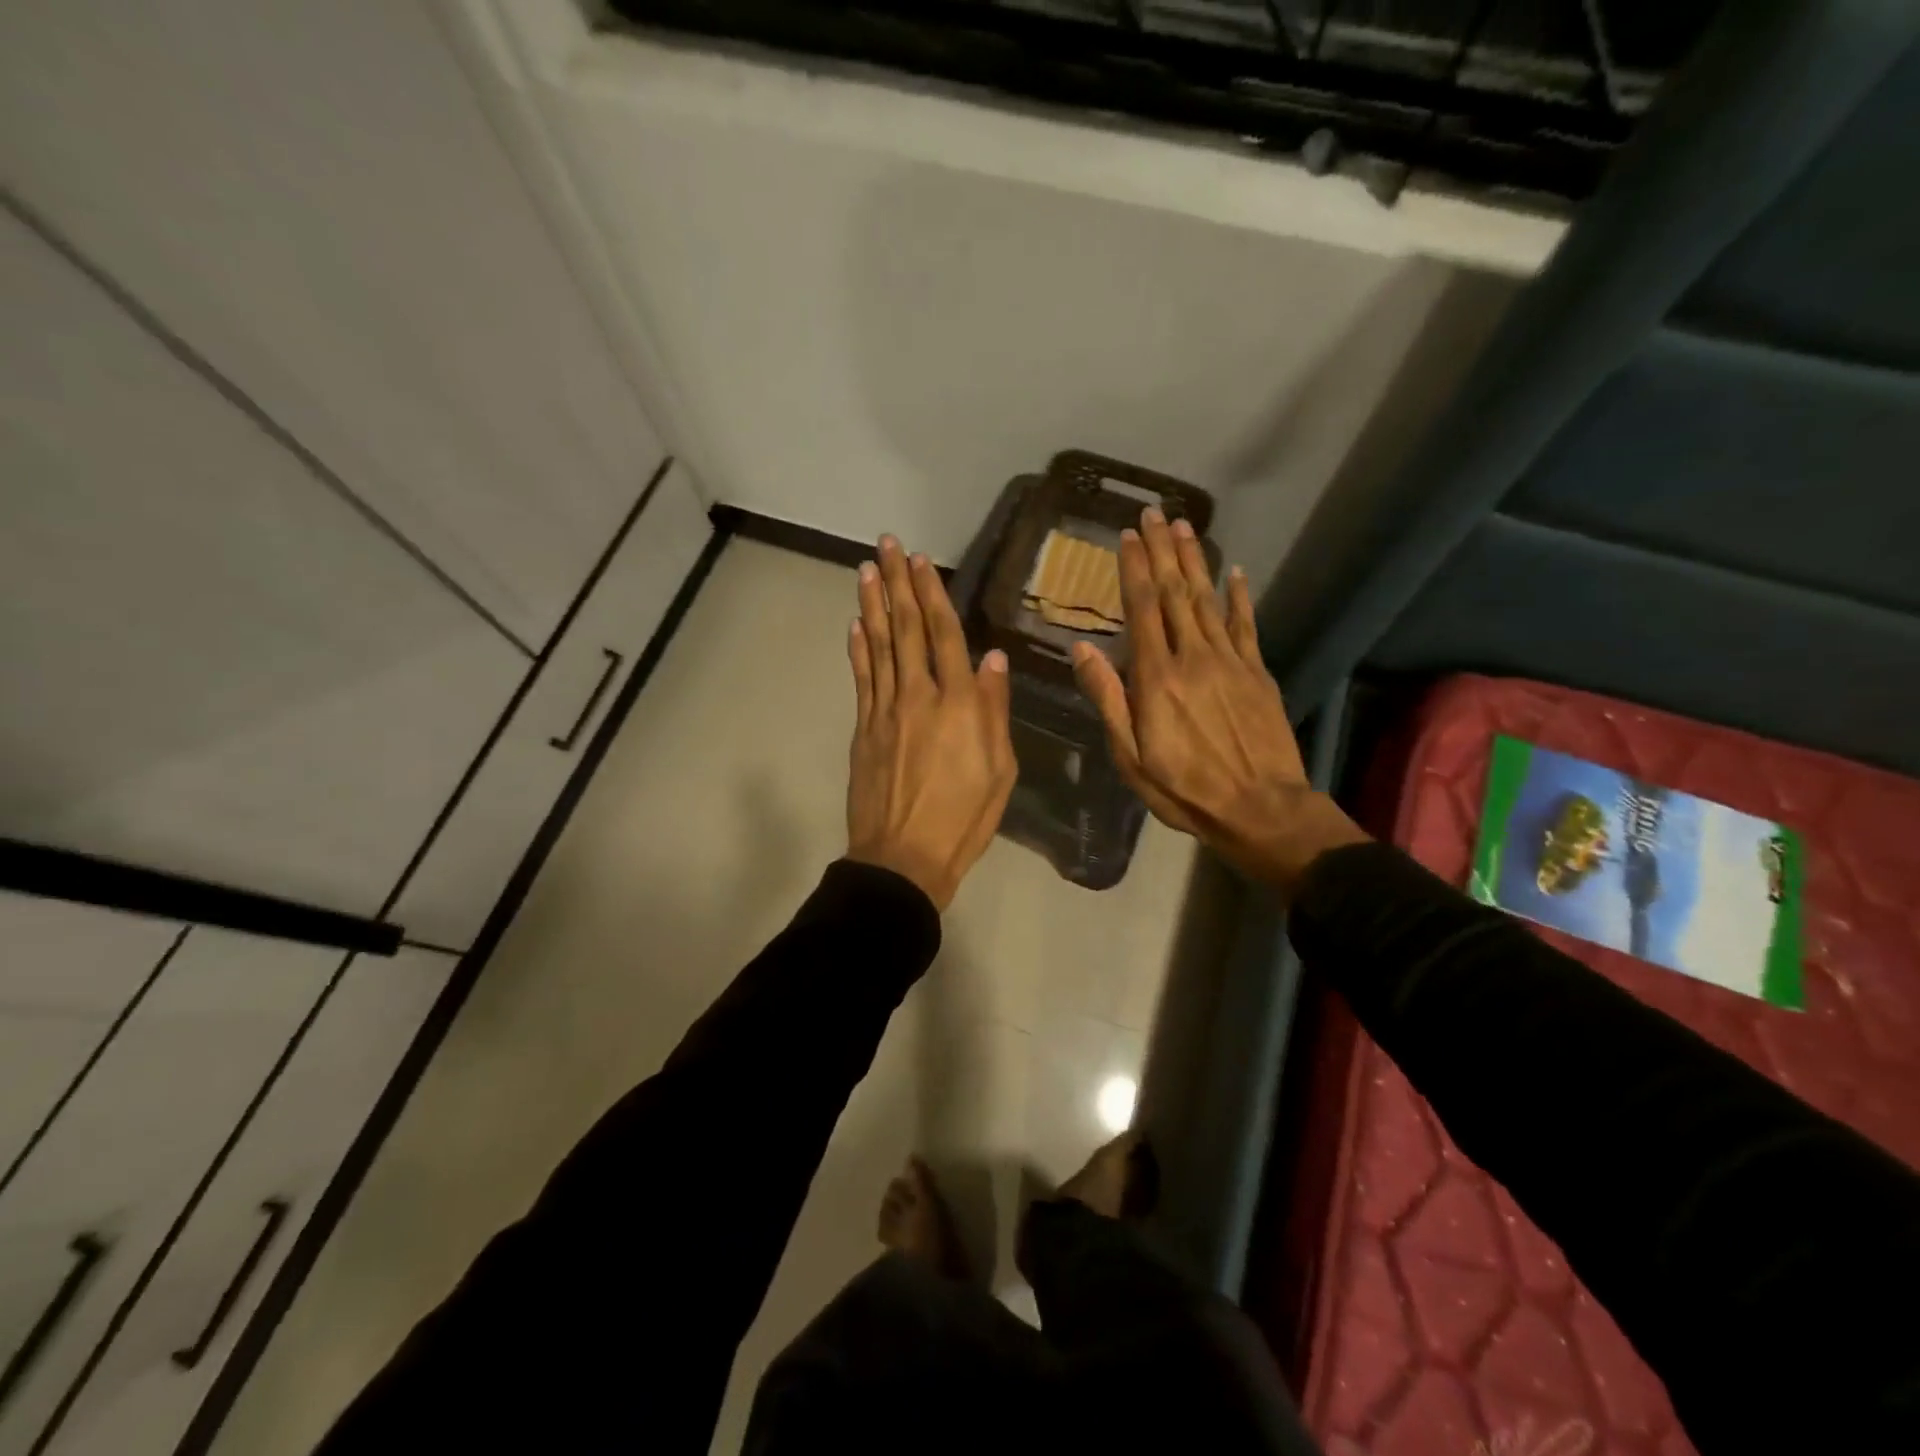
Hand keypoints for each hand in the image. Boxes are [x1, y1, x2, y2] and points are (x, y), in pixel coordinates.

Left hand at [846, 537, 1016, 909]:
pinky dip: (858, 648)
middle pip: (907, 630)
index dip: (933, 595)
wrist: (904, 856)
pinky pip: (861, 678)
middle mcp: (919, 696)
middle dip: (898, 584)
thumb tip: (993, 659)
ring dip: (872, 604)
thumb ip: (995, 710)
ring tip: (867, 569)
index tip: (922, 561)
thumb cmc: (964, 818)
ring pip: (879, 647)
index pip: (945, 636)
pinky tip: (856, 624)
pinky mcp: (864, 729)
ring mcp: (885, 711)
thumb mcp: (1000, 770)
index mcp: (960, 705)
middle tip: (888, 545)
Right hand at [1070, 508, 1366, 896]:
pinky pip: (1245, 624)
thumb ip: (1108, 699)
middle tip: (1152, 515)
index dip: (1132, 570)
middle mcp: (1192, 658)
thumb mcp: (1130, 756)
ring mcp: (1230, 661)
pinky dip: (1238, 596)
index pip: (1141, 611)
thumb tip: (1082, 649)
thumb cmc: (1184, 788)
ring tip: (1182, 527)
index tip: (1126, 537)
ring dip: (1193, 561)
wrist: (1260, 808)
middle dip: (1160, 552)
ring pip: (1207, 600)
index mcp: (1156, 679)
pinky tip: (1233, 572)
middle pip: (1174, 594)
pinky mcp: (1257, 672)